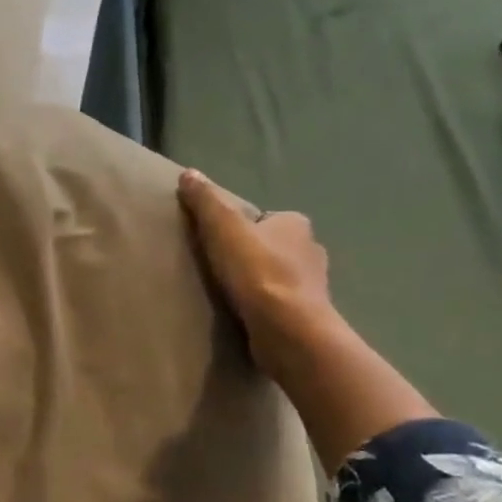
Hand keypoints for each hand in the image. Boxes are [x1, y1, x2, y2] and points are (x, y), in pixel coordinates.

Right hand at [177, 169, 333, 377]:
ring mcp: (313, 284)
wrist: (287, 328)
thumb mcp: (223, 228)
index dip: (241, 228)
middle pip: (274, 246)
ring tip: (231, 295)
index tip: (219, 243)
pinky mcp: (308, 314)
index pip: (265, 219)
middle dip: (253, 255)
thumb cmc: (256, 272)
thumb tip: (189, 173)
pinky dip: (267, 306)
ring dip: (260, 282)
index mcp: (296, 223)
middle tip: (221, 269)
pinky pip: (282, 302)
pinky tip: (247, 315)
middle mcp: (311, 249)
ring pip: (280, 275)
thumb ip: (206, 201)